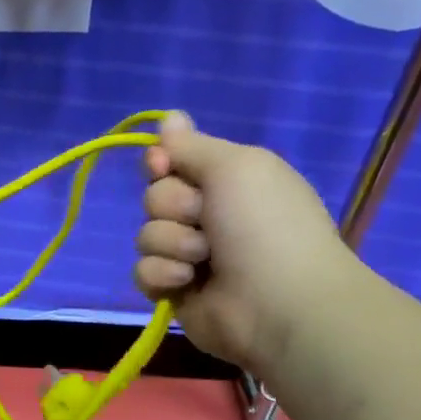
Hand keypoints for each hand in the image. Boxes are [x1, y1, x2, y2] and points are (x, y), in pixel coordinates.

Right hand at [135, 111, 359, 371]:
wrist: (277, 304)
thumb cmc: (264, 226)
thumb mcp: (235, 167)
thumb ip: (193, 146)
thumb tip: (169, 116)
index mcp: (228, 182)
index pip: (173, 161)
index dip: (161, 162)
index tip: (162, 165)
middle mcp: (208, 215)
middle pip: (154, 196)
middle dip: (172, 206)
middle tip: (204, 219)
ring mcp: (189, 256)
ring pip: (146, 235)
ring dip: (171, 243)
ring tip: (203, 259)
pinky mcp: (174, 291)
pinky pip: (142, 272)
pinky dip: (162, 274)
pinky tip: (187, 282)